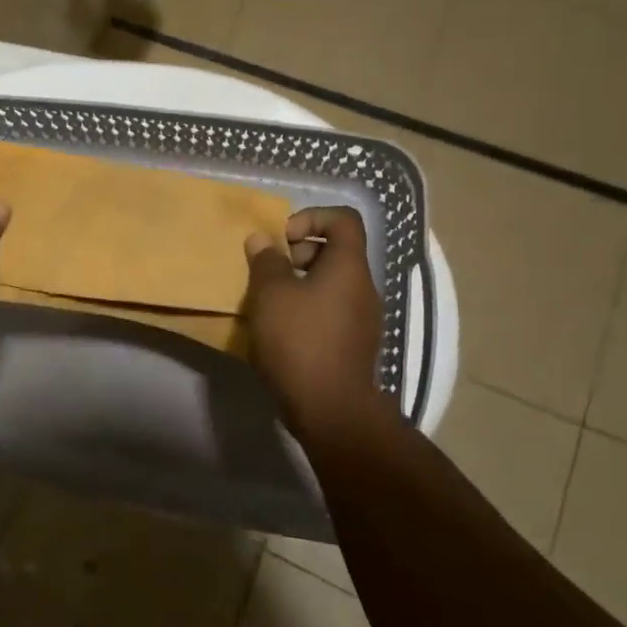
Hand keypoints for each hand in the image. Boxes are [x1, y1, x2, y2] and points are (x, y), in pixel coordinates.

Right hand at [243, 207, 396, 441]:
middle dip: (300, 252)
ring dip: (300, 283)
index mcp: (348, 267)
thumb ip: (266, 261)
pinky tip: (281, 331)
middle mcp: (363, 288)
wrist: (331, 409)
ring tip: (270, 303)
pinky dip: (307, 309)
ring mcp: (363, 319)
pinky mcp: (354, 345)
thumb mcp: (270, 294)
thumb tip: (263, 240)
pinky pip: (331, 311)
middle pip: (337, 251)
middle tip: (272, 272)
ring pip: (332, 284)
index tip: (283, 239)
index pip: (344, 220)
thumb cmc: (299, 340)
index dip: (312, 217)